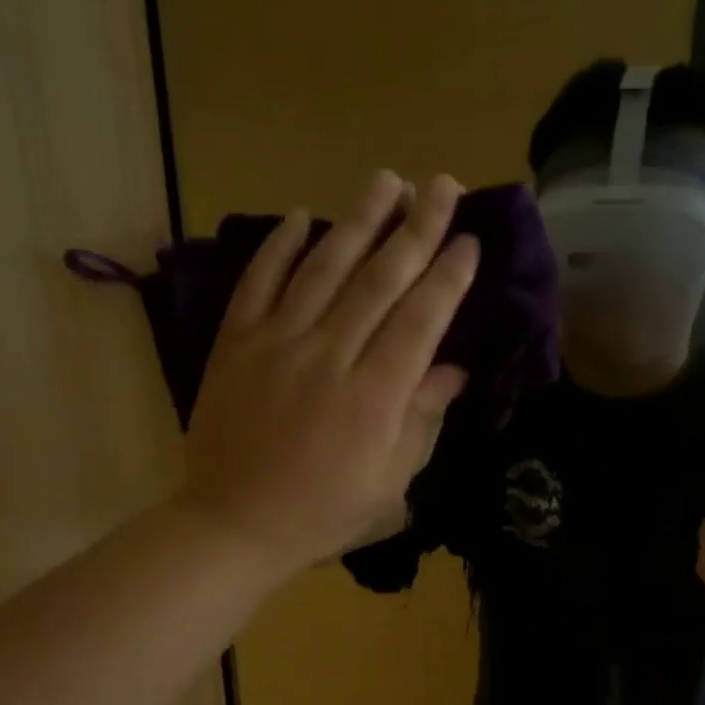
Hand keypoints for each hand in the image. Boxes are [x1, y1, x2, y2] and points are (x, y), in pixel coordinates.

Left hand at [178, 171, 475, 579]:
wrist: (235, 524)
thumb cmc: (324, 514)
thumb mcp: (389, 484)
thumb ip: (420, 421)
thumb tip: (451, 370)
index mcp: (375, 397)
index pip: (419, 321)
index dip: (447, 278)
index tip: (469, 240)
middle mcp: (330, 357)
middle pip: (379, 281)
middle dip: (415, 229)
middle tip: (442, 184)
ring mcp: (277, 344)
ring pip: (324, 269)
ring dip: (358, 221)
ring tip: (385, 180)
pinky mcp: (236, 344)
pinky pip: (258, 283)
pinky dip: (279, 248)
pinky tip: (301, 216)